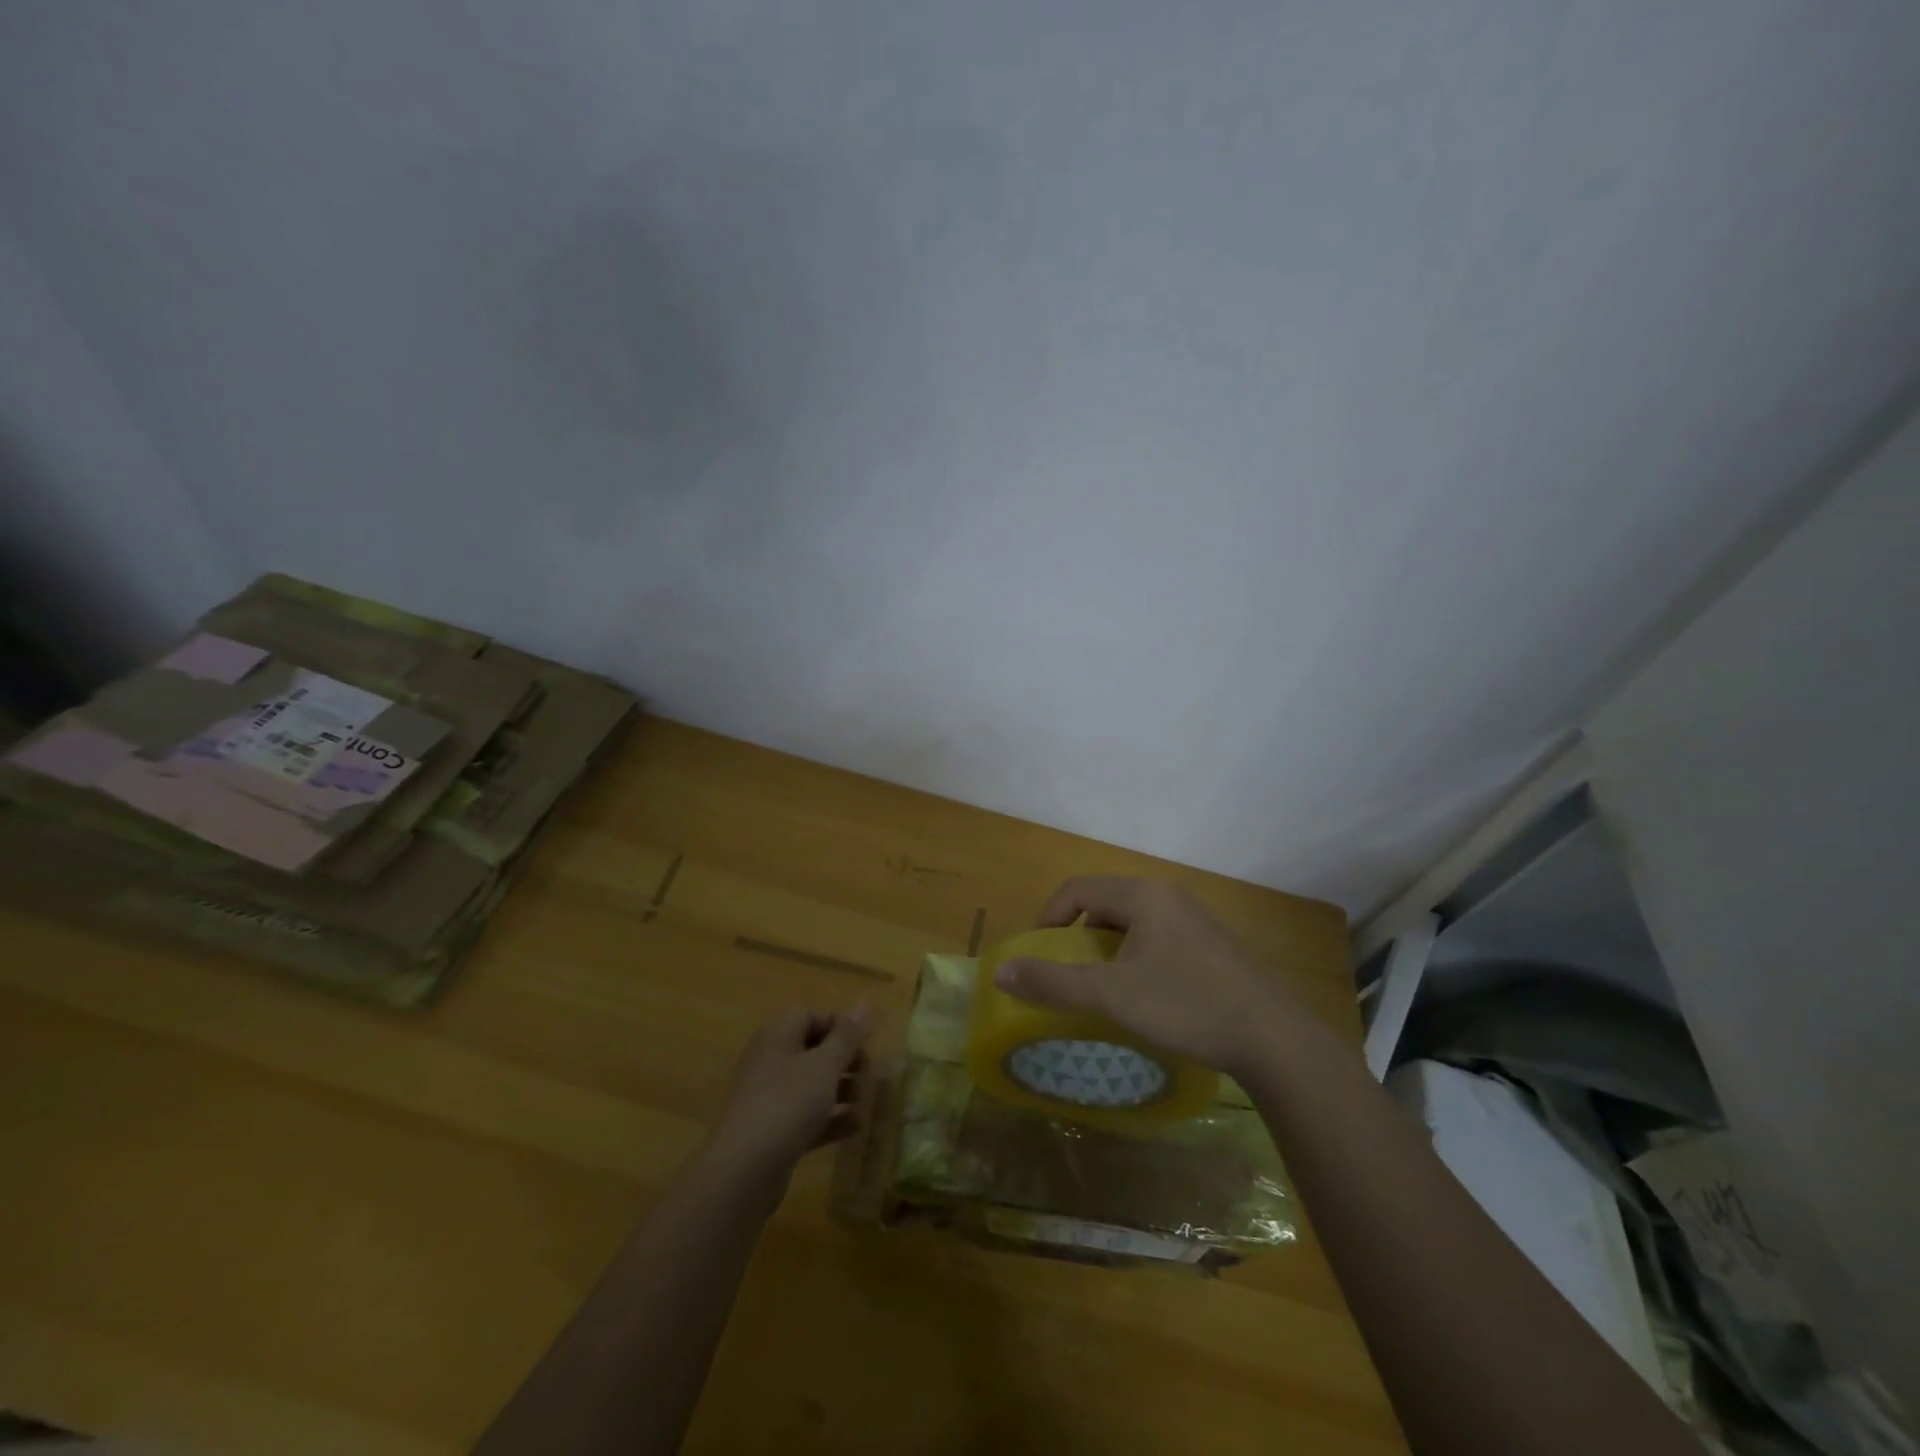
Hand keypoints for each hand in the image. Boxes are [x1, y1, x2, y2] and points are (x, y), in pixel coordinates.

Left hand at [706, 1005, 871, 1192]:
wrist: (744, 1171)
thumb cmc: (788, 1103)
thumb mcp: (824, 1065)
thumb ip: (847, 1036)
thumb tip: (865, 1004)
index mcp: (777, 1035)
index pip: (810, 1015)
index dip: (839, 1024)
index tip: (866, 1041)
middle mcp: (770, 1061)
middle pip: (813, 1049)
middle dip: (845, 1059)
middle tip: (869, 1073)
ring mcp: (770, 1098)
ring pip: (812, 1084)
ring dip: (842, 1089)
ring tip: (867, 1101)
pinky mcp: (774, 1131)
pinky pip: (807, 1115)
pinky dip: (831, 1118)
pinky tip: (856, 1127)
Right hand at [993, 877, 1314, 1078]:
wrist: (1276, 1039)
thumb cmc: (1187, 1006)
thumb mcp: (1113, 996)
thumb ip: (1054, 983)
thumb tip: (1000, 972)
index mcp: (1143, 895)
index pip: (1078, 889)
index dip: (1048, 917)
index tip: (1038, 955)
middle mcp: (1169, 896)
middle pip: (1105, 903)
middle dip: (1078, 935)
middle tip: (1068, 973)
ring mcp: (1196, 919)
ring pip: (1134, 923)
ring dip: (1108, 949)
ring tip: (1103, 988)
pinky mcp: (1214, 945)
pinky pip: (1159, 938)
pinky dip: (1136, 957)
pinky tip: (1147, 995)